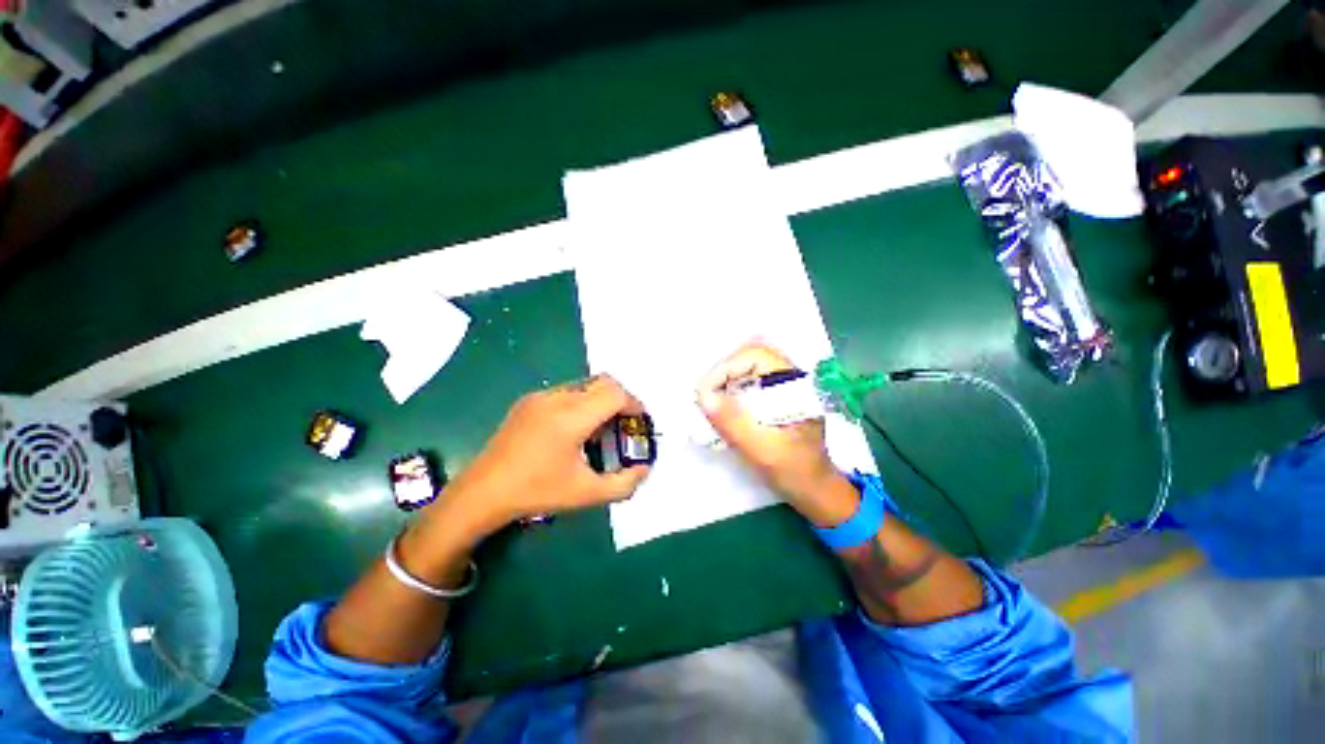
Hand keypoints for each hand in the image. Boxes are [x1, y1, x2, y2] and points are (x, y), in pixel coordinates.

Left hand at [442, 375, 651, 534]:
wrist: (483, 492)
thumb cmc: (537, 493)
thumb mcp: (587, 494)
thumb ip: (624, 484)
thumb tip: (645, 469)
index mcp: (572, 418)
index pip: (615, 393)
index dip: (634, 404)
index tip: (639, 421)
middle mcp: (557, 398)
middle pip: (603, 382)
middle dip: (621, 399)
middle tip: (623, 423)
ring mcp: (540, 397)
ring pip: (584, 385)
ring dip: (600, 400)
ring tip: (598, 430)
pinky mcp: (528, 401)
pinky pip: (566, 392)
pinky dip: (581, 403)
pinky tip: (572, 431)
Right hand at [697, 343, 857, 526]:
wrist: (816, 490)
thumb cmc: (796, 471)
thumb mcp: (763, 450)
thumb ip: (734, 423)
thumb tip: (703, 396)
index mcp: (796, 384)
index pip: (755, 356)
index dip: (726, 368)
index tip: (705, 393)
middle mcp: (790, 378)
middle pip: (747, 358)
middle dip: (722, 374)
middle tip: (704, 398)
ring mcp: (782, 386)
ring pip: (745, 368)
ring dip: (723, 382)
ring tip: (709, 404)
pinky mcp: (774, 396)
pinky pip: (746, 382)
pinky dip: (728, 391)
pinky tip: (720, 409)